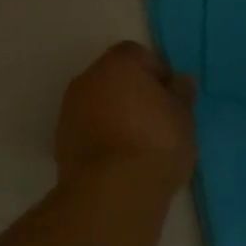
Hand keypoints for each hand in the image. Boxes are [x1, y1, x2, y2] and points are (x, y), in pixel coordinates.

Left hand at [56, 42, 196, 190]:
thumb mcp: (183, 116)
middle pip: (113, 78)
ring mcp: (69, 111)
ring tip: (140, 144)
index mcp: (117, 65)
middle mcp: (87, 80)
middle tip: (158, 119)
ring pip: (98, 104)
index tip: (171, 97)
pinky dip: (102, 137)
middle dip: (133, 93)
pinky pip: (88, 129)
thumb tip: (179, 82)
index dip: (157, 71)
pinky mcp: (61, 142)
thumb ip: (181, 94)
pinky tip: (121, 160)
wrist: (113, 191)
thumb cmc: (156, 143)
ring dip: (115, 115)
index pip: (137, 54)